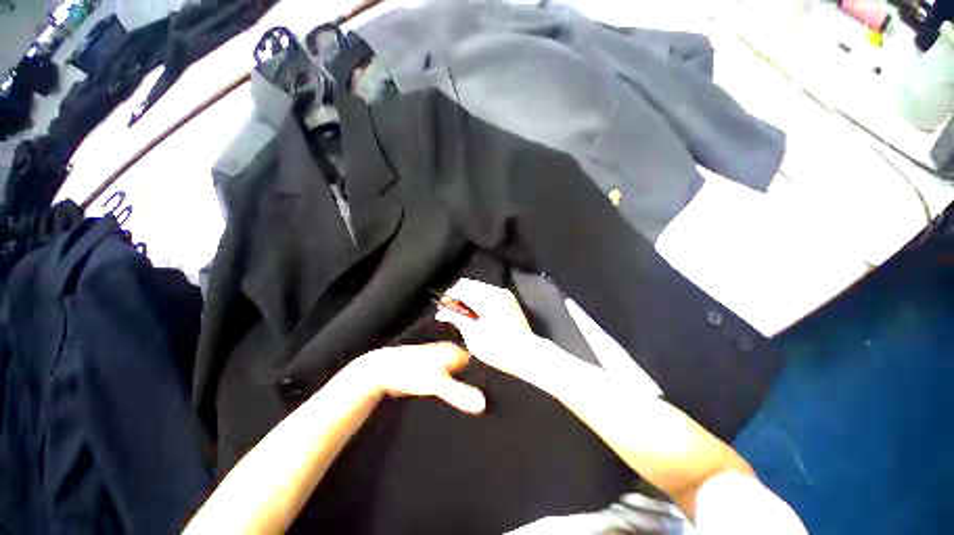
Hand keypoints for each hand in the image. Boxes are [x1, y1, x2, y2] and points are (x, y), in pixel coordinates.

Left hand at [356, 343, 485, 413]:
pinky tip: (457, 402)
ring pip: (460, 376)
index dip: (489, 377)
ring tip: (476, 404)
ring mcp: (441, 362)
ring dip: (465, 388)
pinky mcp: (432, 371)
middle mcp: (450, 354)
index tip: (499, 392)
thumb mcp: (436, 383)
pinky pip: (449, 381)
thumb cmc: (410, 371)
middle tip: (490, 401)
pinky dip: (453, 389)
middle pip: (470, 370)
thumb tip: (482, 403)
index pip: (479, 363)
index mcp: (455, 352)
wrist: (384, 370)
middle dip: (478, 383)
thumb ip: (459, 392)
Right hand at [435, 278, 545, 380]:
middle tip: (451, 311)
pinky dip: (478, 298)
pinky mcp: (508, 298)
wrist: (526, 353)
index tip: (443, 307)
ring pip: (478, 286)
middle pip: (469, 284)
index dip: (449, 296)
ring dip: (467, 296)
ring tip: (463, 314)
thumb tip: (442, 313)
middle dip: (457, 295)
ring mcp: (504, 294)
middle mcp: (496, 293)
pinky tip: (476, 313)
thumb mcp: (473, 336)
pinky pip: (487, 291)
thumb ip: (457, 319)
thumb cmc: (499, 349)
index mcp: (487, 301)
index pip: (462, 288)